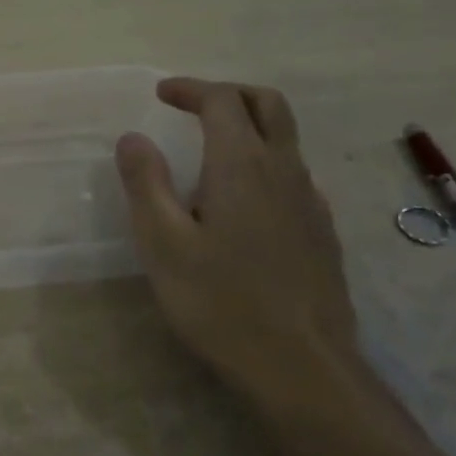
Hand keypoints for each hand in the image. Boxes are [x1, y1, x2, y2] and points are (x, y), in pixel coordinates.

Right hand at [114, 79, 359, 399]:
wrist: (302, 367)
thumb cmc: (221, 302)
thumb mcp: (163, 243)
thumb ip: (146, 183)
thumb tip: (132, 138)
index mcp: (241, 165)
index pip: (221, 101)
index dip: (190, 89)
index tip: (161, 94)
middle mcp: (283, 171)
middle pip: (268, 104)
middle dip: (229, 94)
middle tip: (193, 105)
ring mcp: (310, 201)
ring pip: (286, 139)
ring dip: (249, 127)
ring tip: (210, 153)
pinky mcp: (322, 231)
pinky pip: (295, 175)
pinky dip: (266, 164)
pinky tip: (245, 202)